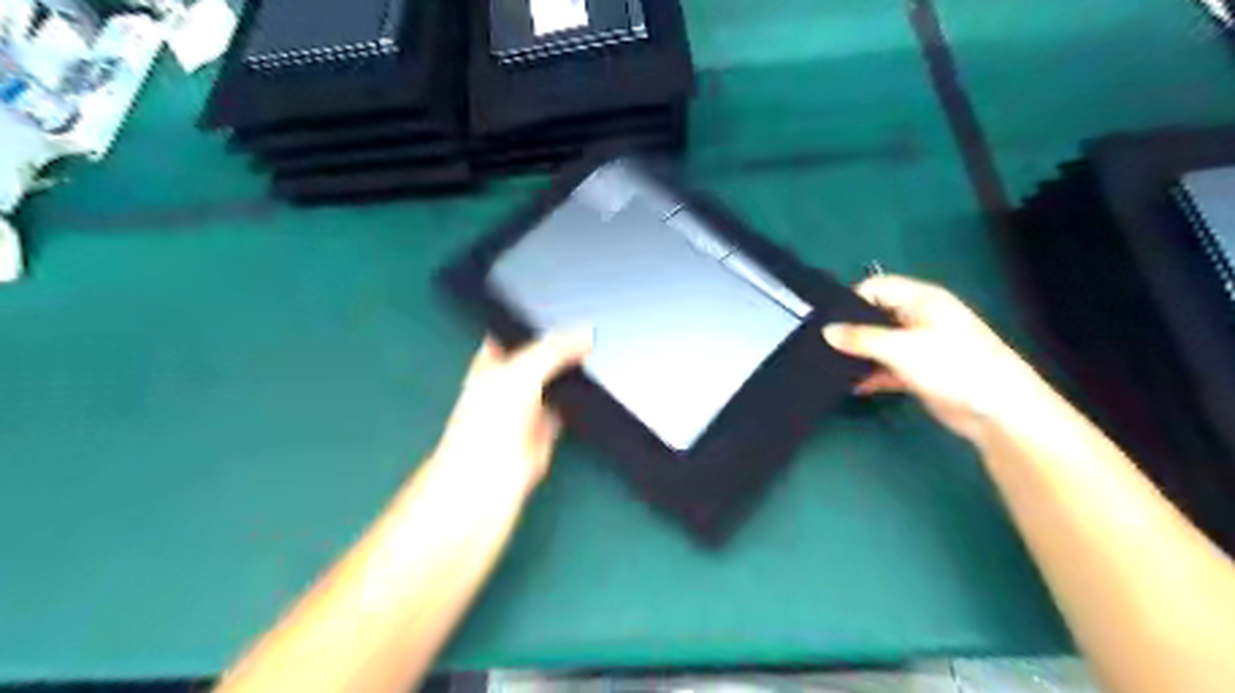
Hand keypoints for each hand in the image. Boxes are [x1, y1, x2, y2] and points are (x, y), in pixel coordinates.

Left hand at [431, 333, 590, 493]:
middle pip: (538, 361)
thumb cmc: (486, 428)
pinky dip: (577, 409)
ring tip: (599, 358)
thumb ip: (554, 350)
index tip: (563, 313)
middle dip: (560, 350)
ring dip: (571, 379)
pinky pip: (564, 416)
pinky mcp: (542, 441)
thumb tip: (586, 333)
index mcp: (490, 366)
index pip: (512, 336)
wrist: (483, 491)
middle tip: (589, 336)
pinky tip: (593, 398)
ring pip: (552, 388)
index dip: (533, 325)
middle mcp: (507, 389)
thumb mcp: (522, 373)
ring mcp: (525, 417)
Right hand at [823, 274, 1045, 441]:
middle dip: (849, 329)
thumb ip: (861, 339)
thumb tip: (826, 331)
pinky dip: (870, 375)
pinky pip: (885, 367)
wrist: (997, 411)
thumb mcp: (902, 348)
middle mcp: (918, 318)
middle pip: (875, 316)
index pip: (876, 288)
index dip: (849, 300)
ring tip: (827, 365)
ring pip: (878, 344)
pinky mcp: (918, 372)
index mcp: (921, 300)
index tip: (823, 320)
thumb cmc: (953, 365)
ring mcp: (919, 346)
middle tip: (818, 344)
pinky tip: (850, 386)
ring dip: (858, 355)